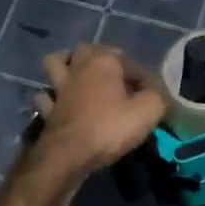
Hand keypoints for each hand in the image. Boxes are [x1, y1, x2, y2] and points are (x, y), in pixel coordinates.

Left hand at [32, 44, 167, 178]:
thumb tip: (155, 93)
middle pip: (89, 50)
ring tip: (80, 75)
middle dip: (103, 58)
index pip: (131, 62)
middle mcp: (79, 66)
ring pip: (57, 62)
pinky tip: (60, 102)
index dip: (144, 78)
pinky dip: (51, 96)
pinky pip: (47, 95)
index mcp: (104, 61)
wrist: (68, 155)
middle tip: (118, 78)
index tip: (153, 96)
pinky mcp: (48, 108)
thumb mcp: (148, 111)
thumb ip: (157, 96)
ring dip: (67, 65)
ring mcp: (59, 86)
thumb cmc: (110, 128)